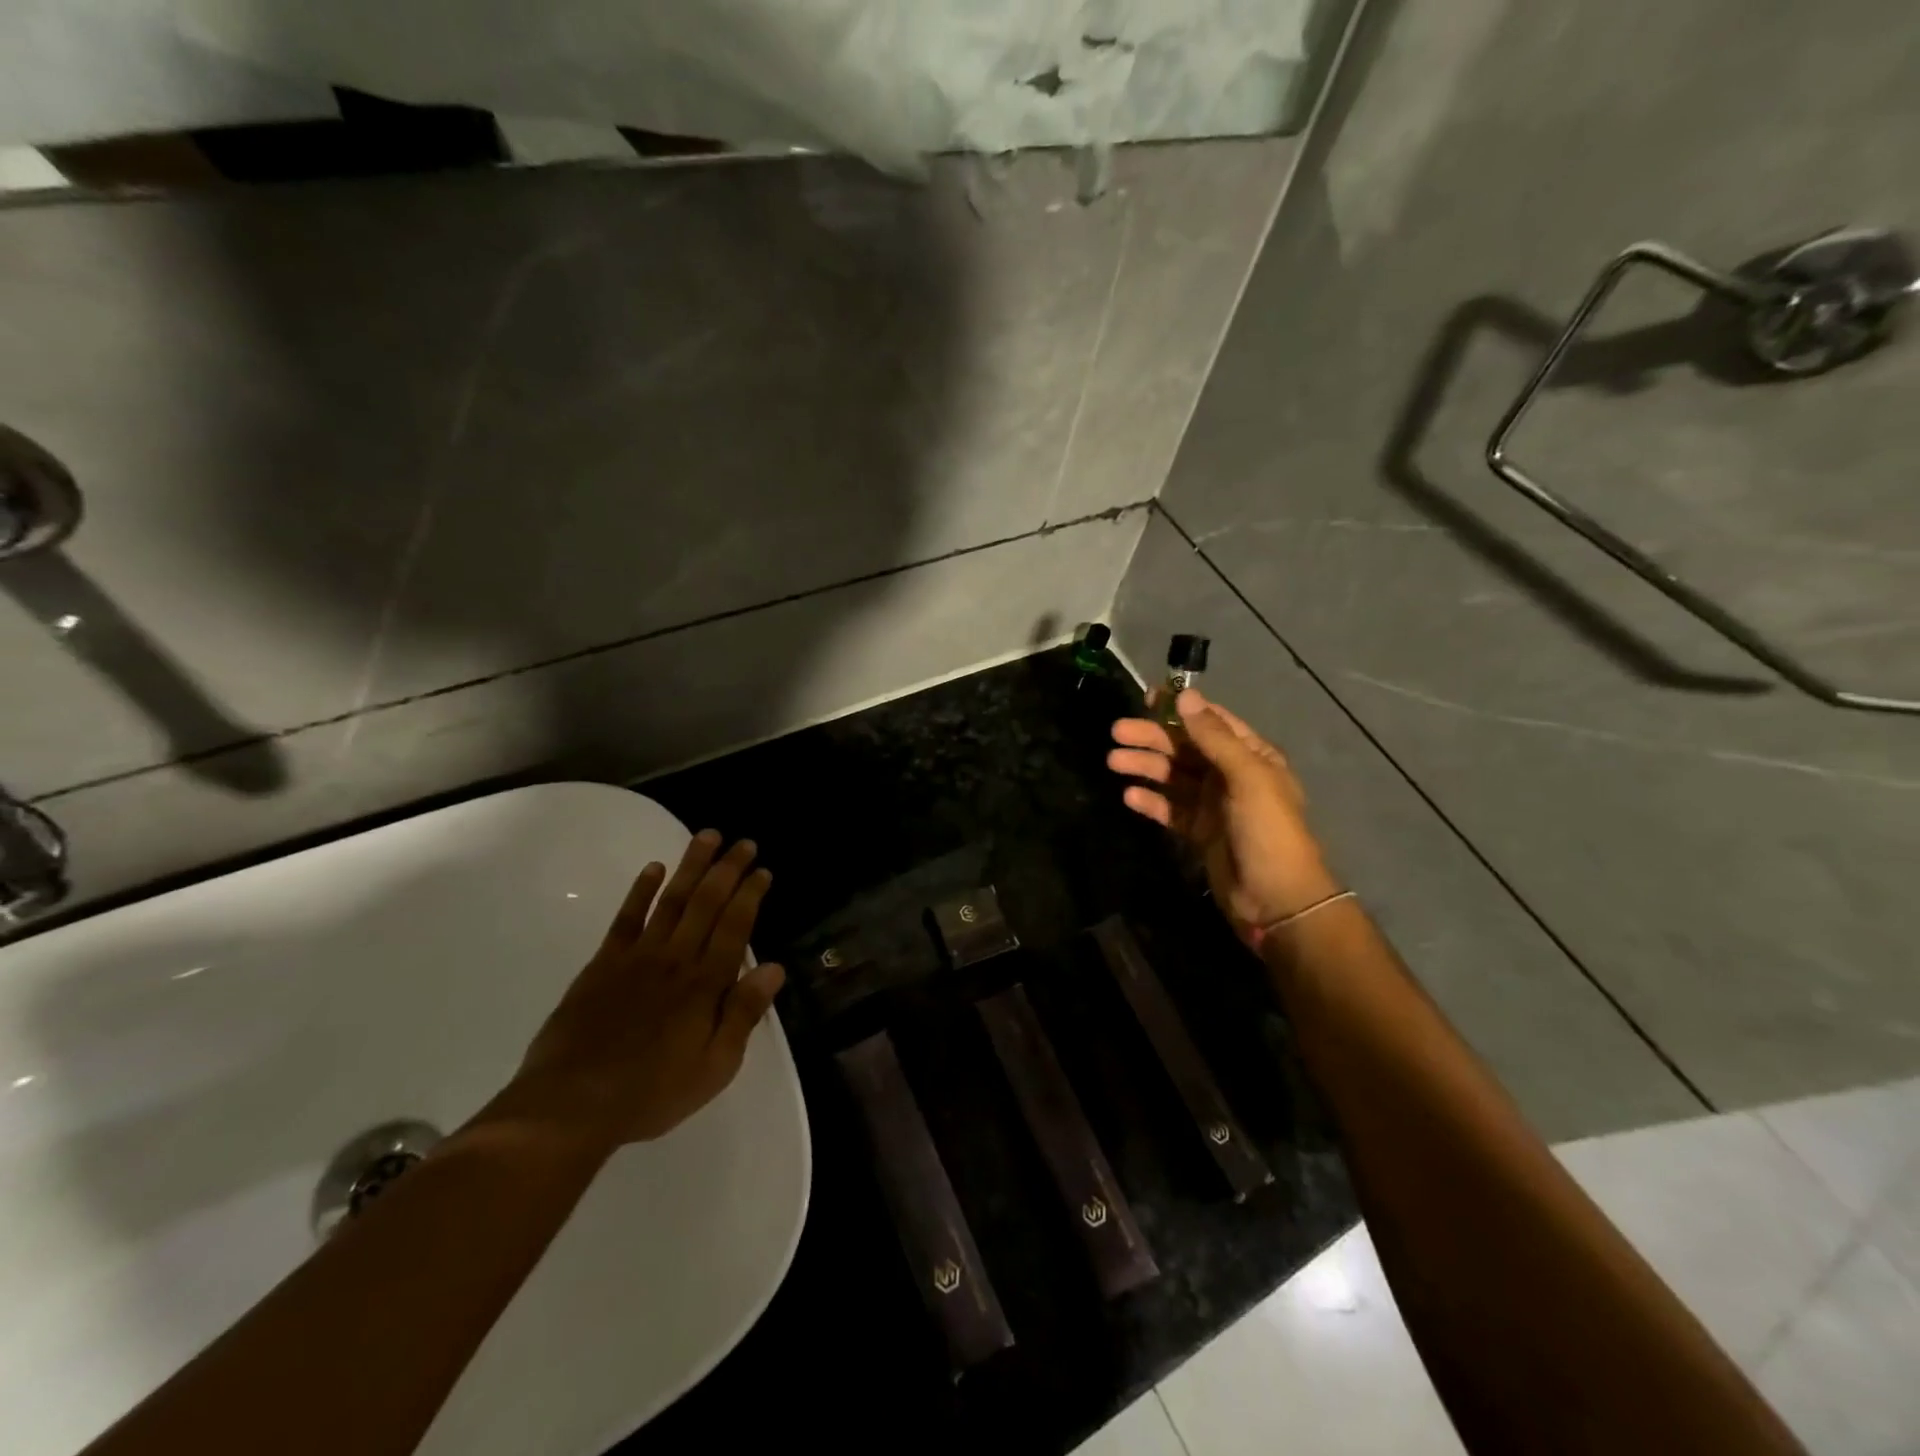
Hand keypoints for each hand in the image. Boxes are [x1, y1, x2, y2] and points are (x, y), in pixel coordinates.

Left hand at [490, 831, 786, 1153]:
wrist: (570, 1105)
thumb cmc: (652, 1092)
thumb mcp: (714, 1067)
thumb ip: (743, 1014)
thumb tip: (775, 968)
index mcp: (706, 985)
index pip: (735, 927)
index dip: (751, 895)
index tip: (763, 870)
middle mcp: (676, 960)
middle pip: (707, 903)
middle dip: (728, 870)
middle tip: (744, 842)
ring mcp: (637, 958)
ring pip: (672, 900)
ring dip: (691, 866)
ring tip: (707, 837)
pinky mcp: (603, 965)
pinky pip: (626, 919)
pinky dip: (641, 891)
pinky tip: (653, 869)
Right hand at [1109, 689, 1341, 943]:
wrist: (1277, 899)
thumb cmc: (1268, 830)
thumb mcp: (1247, 777)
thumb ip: (1214, 737)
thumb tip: (1185, 695)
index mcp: (1251, 756)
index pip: (1212, 722)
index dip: (1180, 708)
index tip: (1147, 697)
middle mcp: (1231, 775)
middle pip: (1186, 748)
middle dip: (1152, 738)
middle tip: (1116, 733)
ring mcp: (1214, 805)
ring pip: (1173, 777)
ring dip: (1145, 767)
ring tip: (1113, 762)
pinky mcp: (1199, 832)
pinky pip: (1170, 809)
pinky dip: (1150, 801)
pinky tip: (1129, 796)